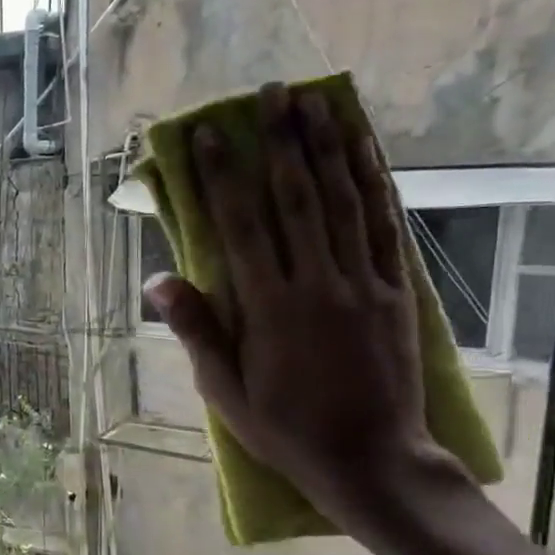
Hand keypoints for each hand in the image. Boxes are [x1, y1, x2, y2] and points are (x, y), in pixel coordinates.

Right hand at [143, 85, 459, 520]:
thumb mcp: (224, 391)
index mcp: (269, 309)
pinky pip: (384, 227)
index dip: (224, 177)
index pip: (241, 228)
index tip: (213, 135)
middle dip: (282, 142)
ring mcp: (362, 284)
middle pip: (296, 199)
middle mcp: (317, 284)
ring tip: (317, 102)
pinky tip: (364, 151)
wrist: (371, 460)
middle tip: (273, 94)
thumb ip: (196, 330)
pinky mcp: (396, 291)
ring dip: (327, 147)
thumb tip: (157, 280)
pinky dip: (374, 183)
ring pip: (343, 202)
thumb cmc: (285, 429)